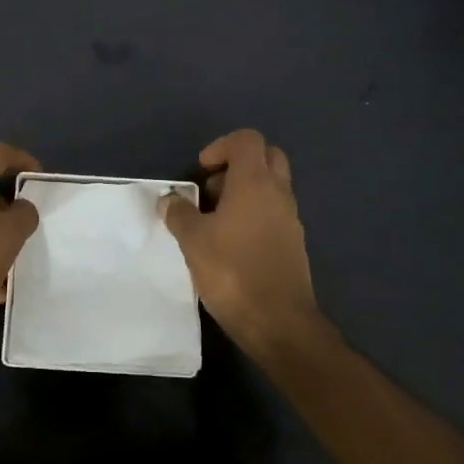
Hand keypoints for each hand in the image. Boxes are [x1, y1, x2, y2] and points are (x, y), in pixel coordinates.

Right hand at [163, 130, 321, 355]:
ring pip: (271, 186)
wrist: (279, 323)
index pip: (246, 140)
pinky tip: (231, 243)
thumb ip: (178, 213)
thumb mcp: (192, 240)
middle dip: (237, 164)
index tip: (201, 172)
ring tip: (214, 221)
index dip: (220, 147)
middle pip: (266, 156)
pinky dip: (254, 214)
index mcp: (255, 182)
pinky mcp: (293, 243)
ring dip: (244, 191)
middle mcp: (278, 193)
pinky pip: (274, 212)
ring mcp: (290, 218)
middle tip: (211, 190)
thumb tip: (170, 200)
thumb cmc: (232, 272)